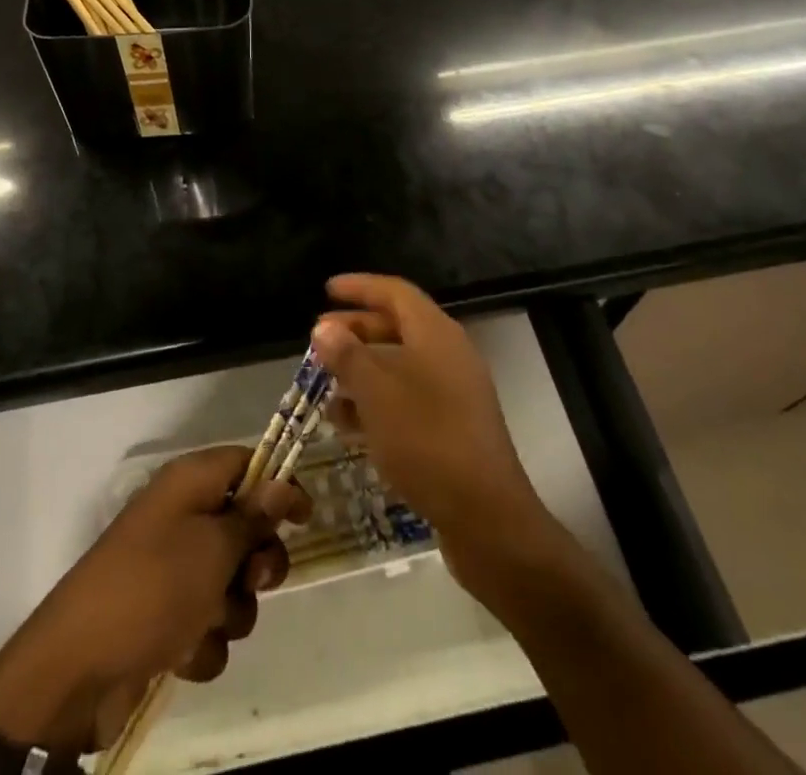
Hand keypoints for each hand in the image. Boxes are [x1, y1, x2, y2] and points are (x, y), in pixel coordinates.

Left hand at [0, 445, 310, 753]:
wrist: (79, 667)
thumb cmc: (154, 587)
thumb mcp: (213, 547)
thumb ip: (253, 517)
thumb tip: (281, 481)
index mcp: (189, 483)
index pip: (245, 463)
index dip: (278, 485)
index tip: (306, 518)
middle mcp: (182, 518)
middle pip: (244, 527)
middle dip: (258, 561)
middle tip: (253, 579)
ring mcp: (171, 569)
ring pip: (230, 583)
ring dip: (231, 610)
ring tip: (207, 623)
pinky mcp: (164, 617)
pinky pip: (207, 623)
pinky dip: (202, 642)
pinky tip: (183, 654)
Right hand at [311, 274, 548, 583]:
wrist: (487, 518)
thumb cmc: (427, 441)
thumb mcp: (377, 393)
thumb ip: (348, 355)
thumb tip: (324, 327)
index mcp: (436, 334)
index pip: (395, 292)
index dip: (360, 287)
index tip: (327, 289)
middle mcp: (448, 355)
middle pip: (397, 327)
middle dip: (355, 332)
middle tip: (318, 342)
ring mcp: (454, 393)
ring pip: (399, 367)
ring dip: (361, 371)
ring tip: (325, 385)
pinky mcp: (452, 428)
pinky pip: (408, 399)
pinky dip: (377, 402)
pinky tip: (348, 424)